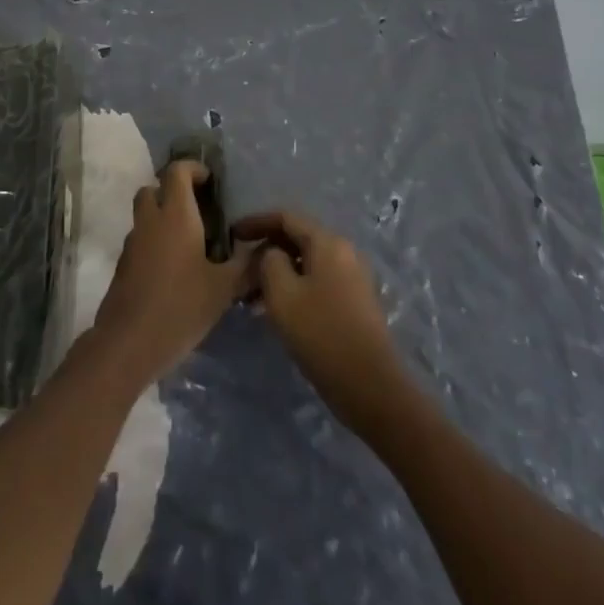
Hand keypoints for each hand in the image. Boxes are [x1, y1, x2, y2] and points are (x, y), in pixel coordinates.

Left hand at [88, 162, 253, 388]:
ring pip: (145, 214)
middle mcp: (151, 220)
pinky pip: (140, 240)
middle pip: (154, 188)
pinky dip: (153, 242)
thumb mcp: (223, 289)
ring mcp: (132, 242)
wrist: (128, 343)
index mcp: (176, 215)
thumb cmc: (180, 307)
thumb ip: (246, 266)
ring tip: (188, 242)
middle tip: (197, 211)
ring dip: (162, 217)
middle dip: (173, 191)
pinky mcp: (123, 265)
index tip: (210, 183)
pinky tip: (172, 269)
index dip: (193, 169)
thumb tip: (266, 251)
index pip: (177, 171)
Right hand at [231, 210, 410, 436]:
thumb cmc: (322, 334)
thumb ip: (269, 262)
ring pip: (307, 263)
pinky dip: (295, 287)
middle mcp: (344, 251)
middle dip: (266, 251)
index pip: (286, 218)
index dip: (256, 222)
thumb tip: (272, 254)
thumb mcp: (282, 295)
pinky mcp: (355, 302)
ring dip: (279, 273)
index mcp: (328, 242)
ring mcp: (353, 277)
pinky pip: (318, 282)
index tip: (232, 234)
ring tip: (252, 297)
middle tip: (240, 272)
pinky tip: (278, 311)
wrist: (371, 386)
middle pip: (298, 239)